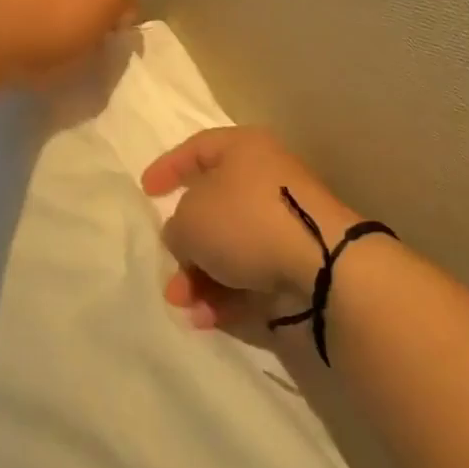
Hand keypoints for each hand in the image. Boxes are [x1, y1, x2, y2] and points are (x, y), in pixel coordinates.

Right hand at [143, 127, 361, 330]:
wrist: (322, 262)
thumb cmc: (246, 220)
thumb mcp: (190, 219)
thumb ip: (176, 226)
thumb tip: (186, 236)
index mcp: (243, 148)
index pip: (197, 149)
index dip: (169, 168)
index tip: (146, 192)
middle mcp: (265, 177)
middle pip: (213, 208)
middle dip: (185, 246)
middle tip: (170, 273)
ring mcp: (284, 218)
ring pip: (230, 246)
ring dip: (202, 278)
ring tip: (186, 305)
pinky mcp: (297, 257)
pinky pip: (252, 271)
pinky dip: (228, 294)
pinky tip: (210, 319)